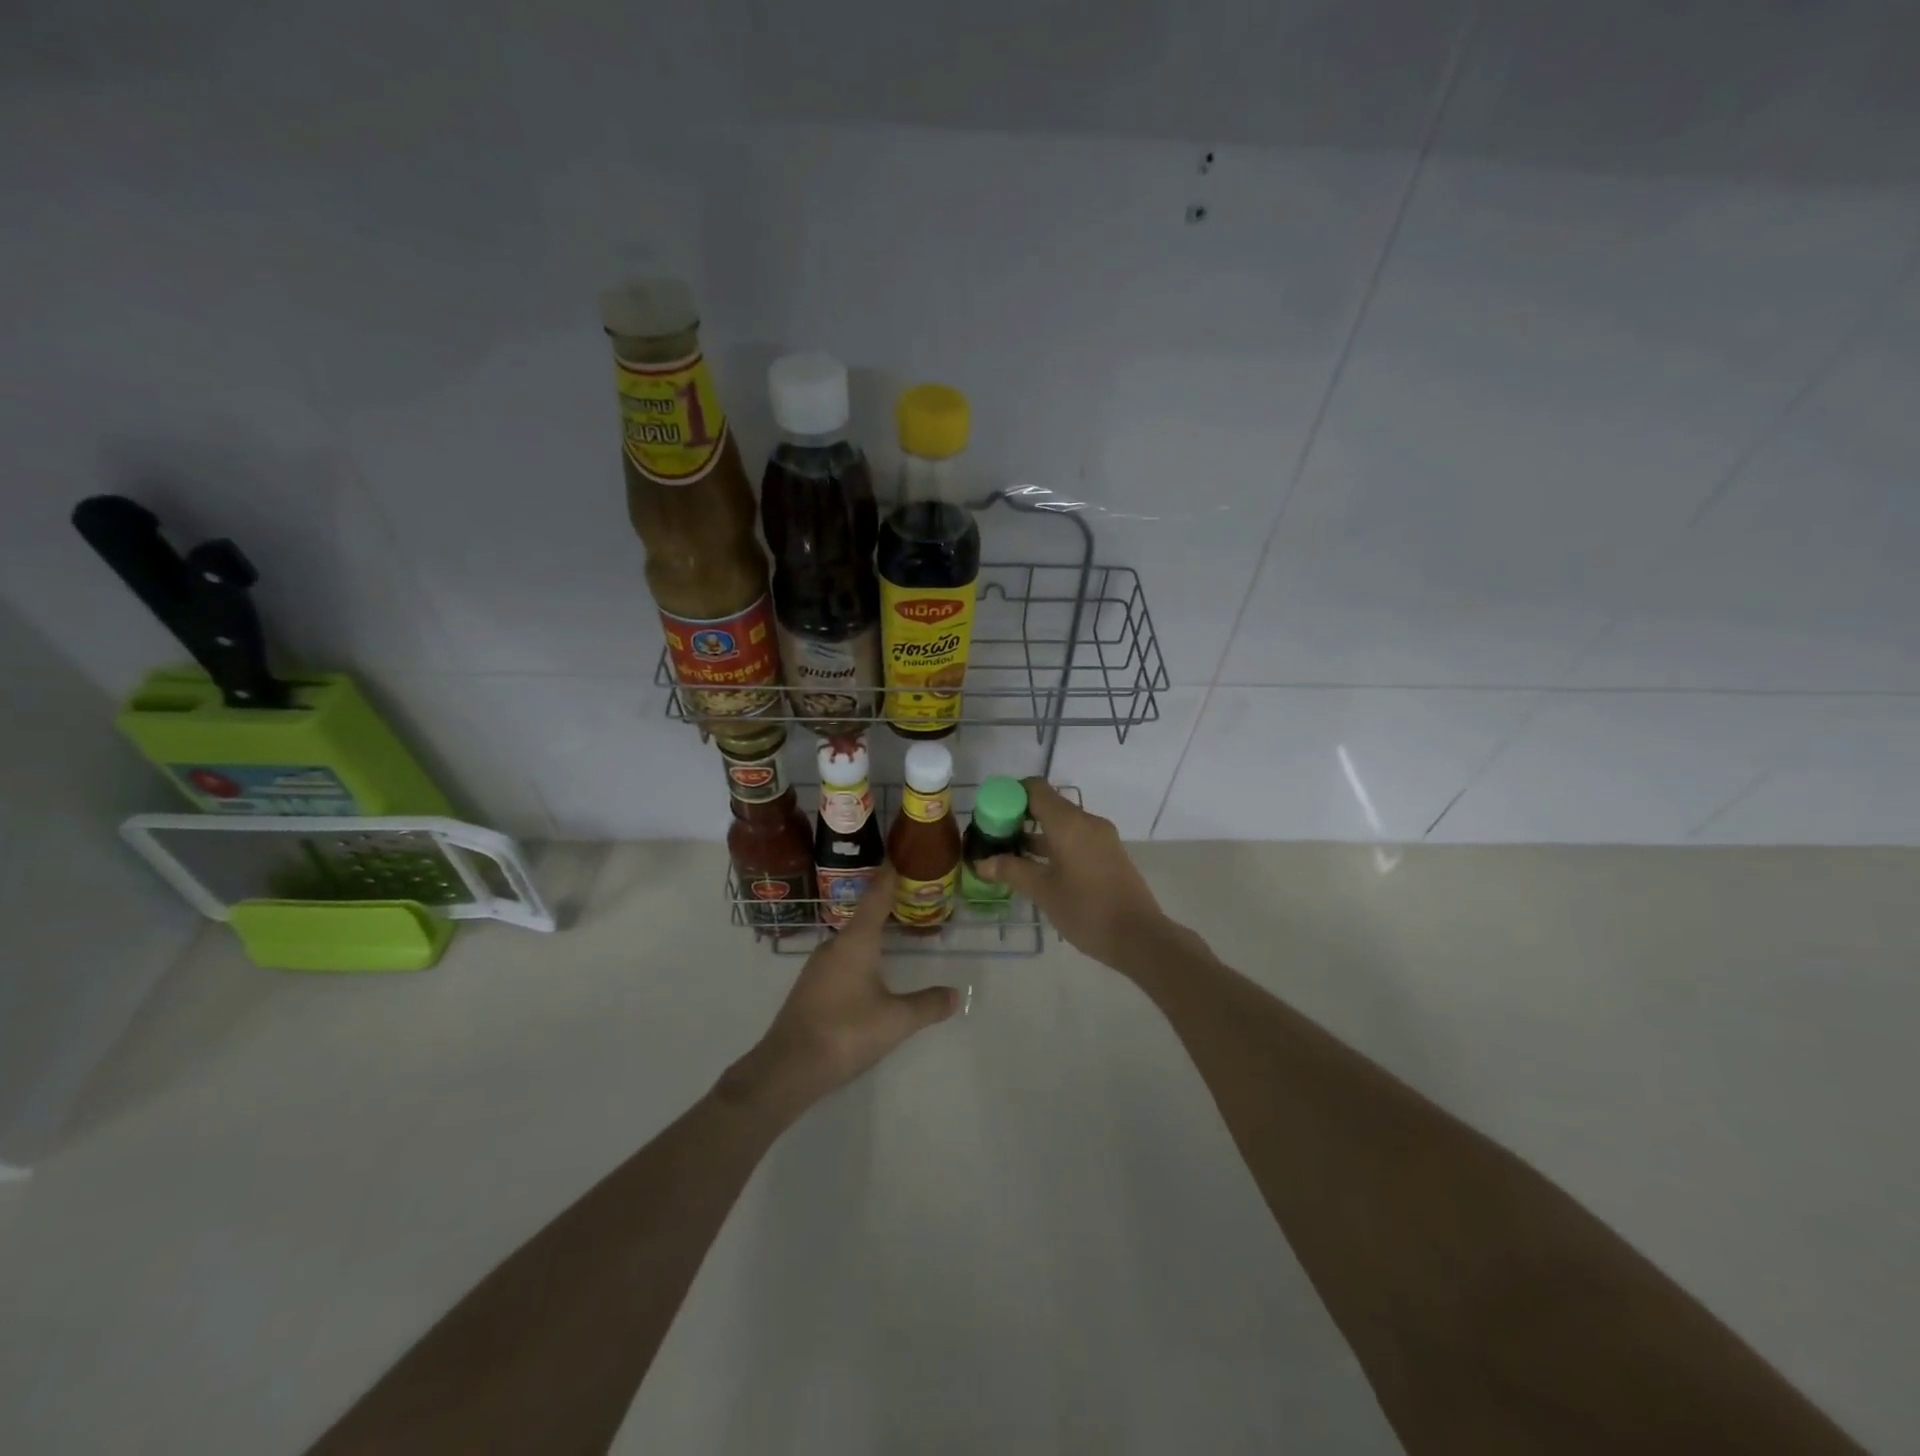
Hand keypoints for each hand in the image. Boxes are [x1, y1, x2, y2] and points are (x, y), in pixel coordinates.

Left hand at [722, 866, 958, 1119]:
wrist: (788, 1067)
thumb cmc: (846, 1032)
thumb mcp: (896, 1020)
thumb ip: (927, 1005)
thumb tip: (956, 994)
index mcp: (856, 941)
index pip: (876, 897)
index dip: (889, 875)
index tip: (899, 854)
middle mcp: (835, 945)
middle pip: (864, 915)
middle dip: (887, 904)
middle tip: (911, 896)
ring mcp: (818, 966)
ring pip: (852, 938)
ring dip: (873, 931)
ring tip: (896, 931)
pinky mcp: (811, 986)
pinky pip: (842, 958)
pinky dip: (861, 953)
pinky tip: (871, 969)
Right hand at [974, 779, 1169, 971]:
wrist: (1139, 937)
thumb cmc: (1086, 909)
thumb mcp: (1043, 891)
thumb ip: (1011, 870)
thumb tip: (982, 862)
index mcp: (1069, 823)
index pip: (1035, 789)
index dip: (1010, 795)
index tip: (990, 814)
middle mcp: (1087, 822)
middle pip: (1048, 805)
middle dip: (1019, 817)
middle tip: (995, 838)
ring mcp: (1101, 838)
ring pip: (1062, 824)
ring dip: (1036, 834)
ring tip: (1010, 855)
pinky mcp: (1108, 854)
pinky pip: (1075, 838)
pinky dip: (1054, 845)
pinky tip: (1038, 868)